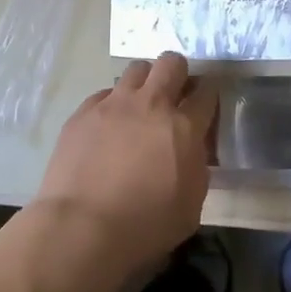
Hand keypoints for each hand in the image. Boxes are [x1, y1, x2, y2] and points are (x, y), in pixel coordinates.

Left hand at [31, 52, 215, 291]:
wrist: (81, 228)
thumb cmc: (144, 226)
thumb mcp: (191, 206)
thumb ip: (197, 168)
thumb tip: (193, 151)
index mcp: (184, 127)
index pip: (207, 92)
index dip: (209, 94)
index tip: (205, 104)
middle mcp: (151, 104)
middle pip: (172, 63)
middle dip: (178, 73)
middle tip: (174, 95)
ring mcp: (115, 103)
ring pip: (137, 69)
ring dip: (144, 82)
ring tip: (139, 105)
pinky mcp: (84, 111)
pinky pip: (104, 93)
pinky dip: (112, 104)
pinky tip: (108, 127)